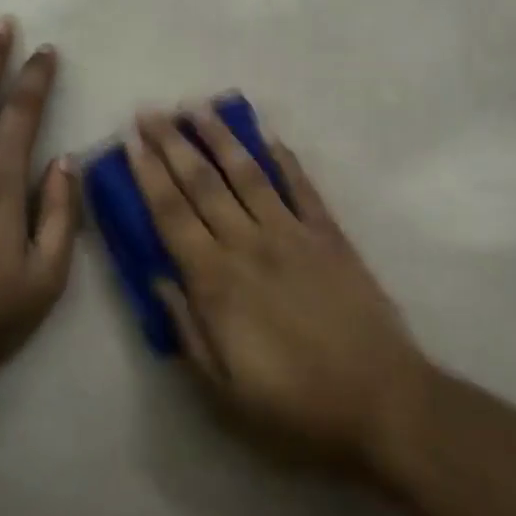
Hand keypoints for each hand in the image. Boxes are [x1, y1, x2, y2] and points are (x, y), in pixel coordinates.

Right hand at [129, 107, 428, 474]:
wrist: (383, 403)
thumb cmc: (297, 409)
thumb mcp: (224, 394)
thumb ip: (187, 331)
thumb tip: (157, 280)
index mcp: (217, 282)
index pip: (172, 215)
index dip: (148, 175)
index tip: (131, 142)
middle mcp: (248, 244)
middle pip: (202, 183)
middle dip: (172, 143)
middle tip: (151, 111)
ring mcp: (292, 233)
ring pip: (248, 173)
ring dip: (220, 137)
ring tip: (198, 107)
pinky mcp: (329, 234)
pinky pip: (302, 186)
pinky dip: (284, 158)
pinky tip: (268, 135)